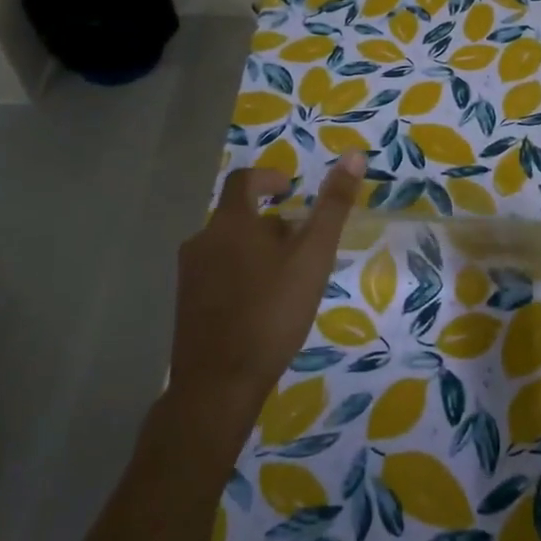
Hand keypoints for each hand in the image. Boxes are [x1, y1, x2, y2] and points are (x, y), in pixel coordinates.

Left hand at [166, 152, 365, 446]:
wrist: (218, 385)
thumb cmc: (271, 312)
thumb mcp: (313, 256)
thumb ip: (333, 206)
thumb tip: (353, 155)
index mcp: (229, 223)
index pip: (244, 180)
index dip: (268, 178)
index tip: (290, 190)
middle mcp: (202, 241)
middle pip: (238, 217)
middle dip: (271, 223)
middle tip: (303, 244)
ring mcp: (190, 276)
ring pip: (229, 248)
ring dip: (257, 251)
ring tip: (288, 278)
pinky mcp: (187, 307)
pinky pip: (218, 276)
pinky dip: (241, 277)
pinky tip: (263, 307)